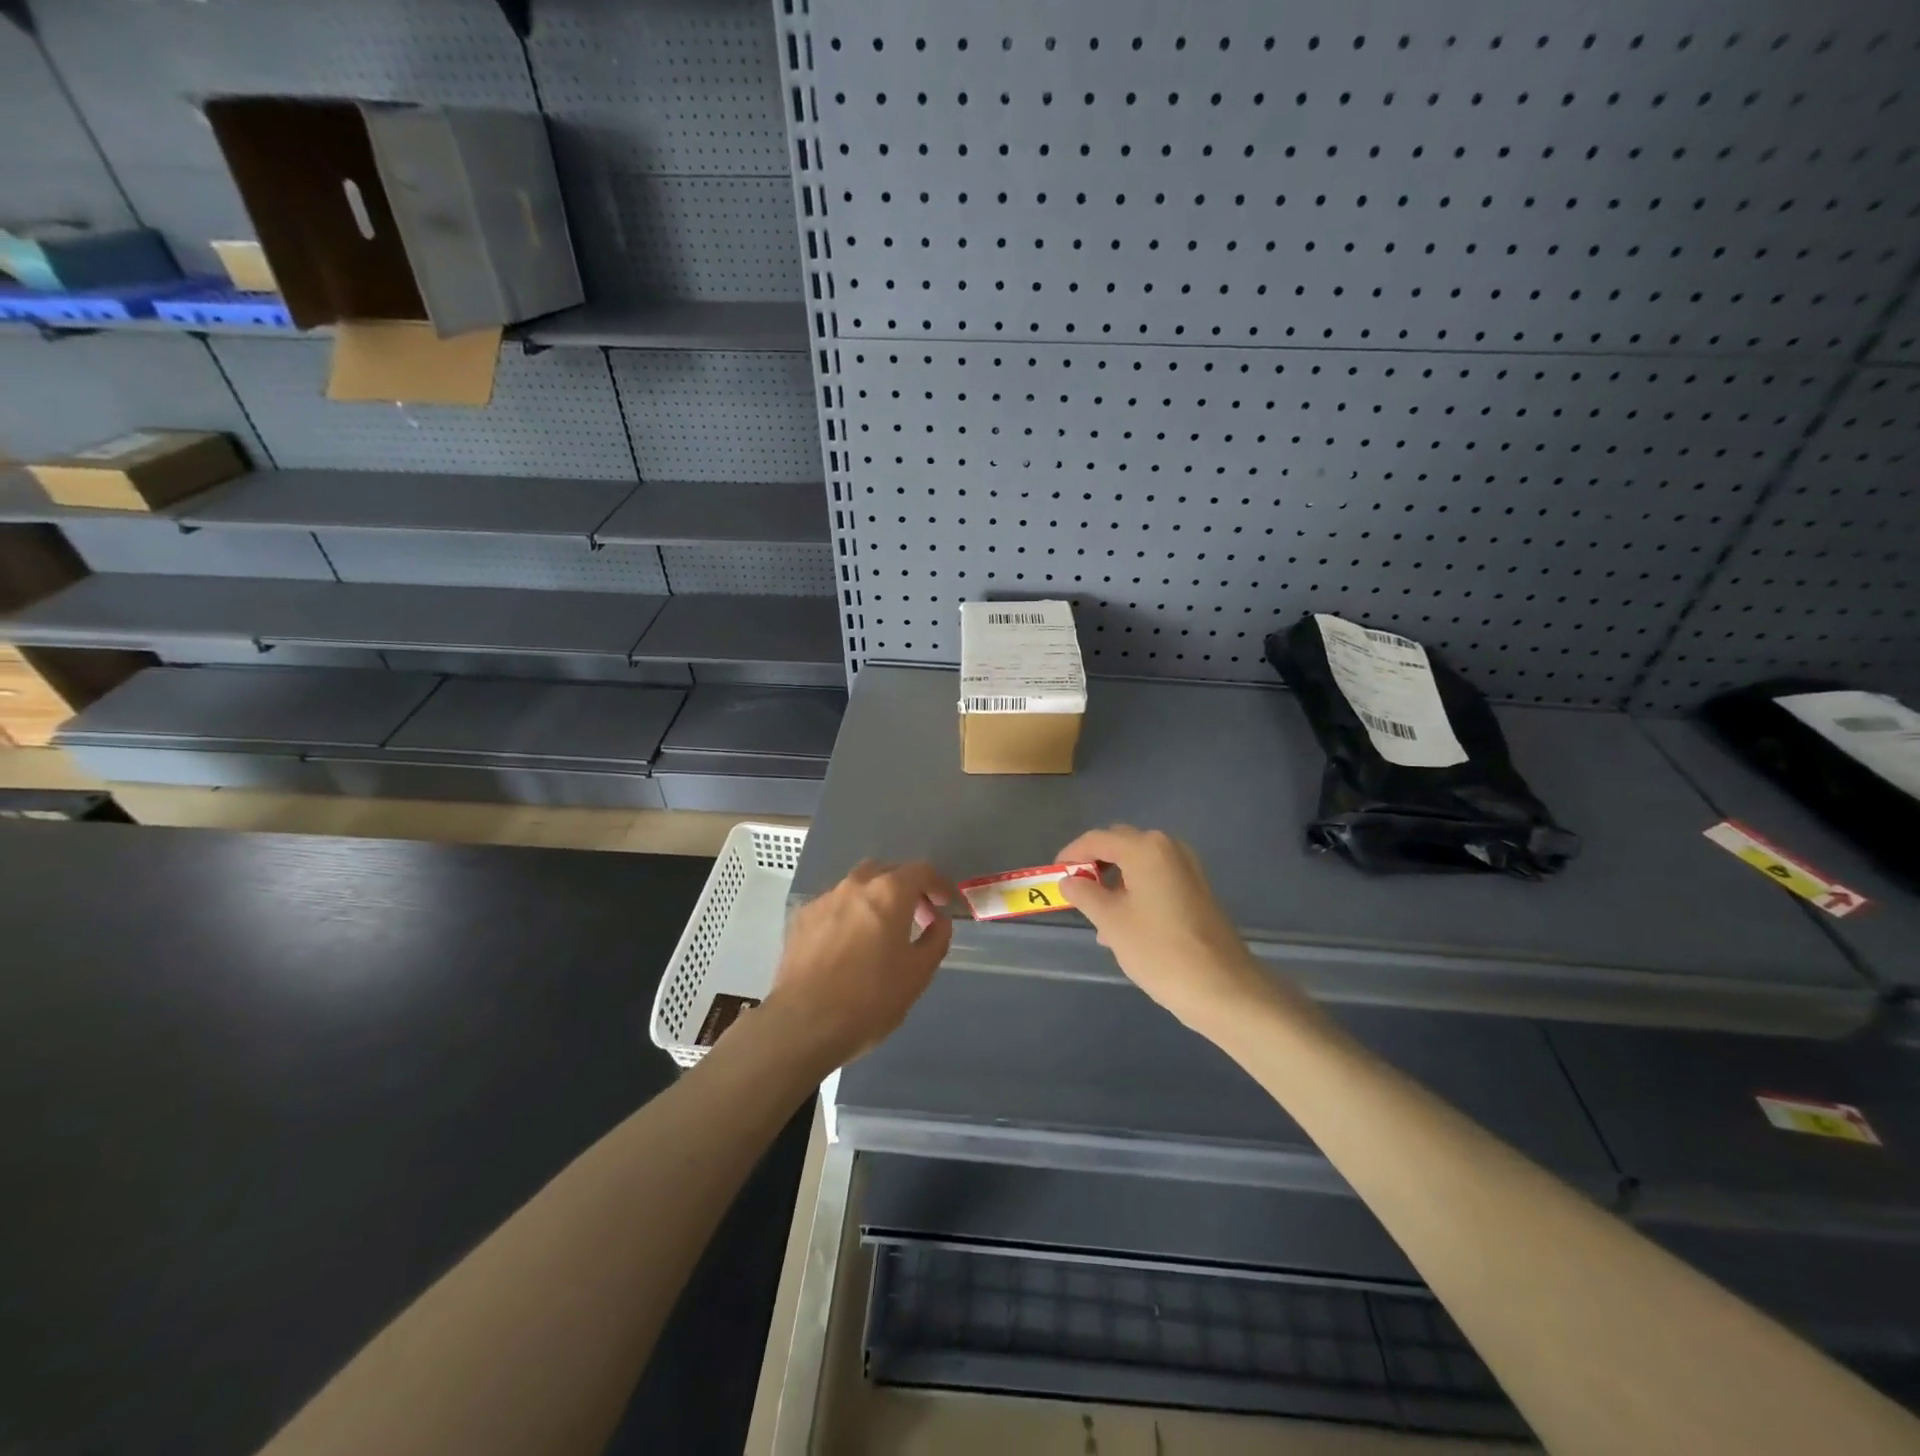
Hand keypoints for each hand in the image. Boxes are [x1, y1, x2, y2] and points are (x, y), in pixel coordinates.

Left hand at [761, 860, 954, 1070]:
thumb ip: (935, 940)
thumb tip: (939, 922)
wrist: (803, 1024)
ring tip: (881, 930)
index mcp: (889, 892)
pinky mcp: (801, 918)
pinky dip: (849, 914)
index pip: (921, 870)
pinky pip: (833, 905)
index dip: (939, 884)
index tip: (946, 903)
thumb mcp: (918, 974)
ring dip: (875, 899)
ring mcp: (824, 899)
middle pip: (887, 871)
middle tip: (917, 916)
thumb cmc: (871, 999)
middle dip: (906, 887)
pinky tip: (848, 943)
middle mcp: (855, 885)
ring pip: (857, 886)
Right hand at [1057, 826, 1294, 1036]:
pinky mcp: (1196, 889)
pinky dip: (1135, 891)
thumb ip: (1084, 894)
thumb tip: (1069, 880)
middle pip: (1120, 845)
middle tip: (1074, 891)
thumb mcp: (1111, 922)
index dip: (1071, 855)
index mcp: (1145, 849)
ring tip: (1097, 916)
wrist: (1223, 988)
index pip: (1097, 839)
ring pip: (1138, 864)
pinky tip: (1124, 925)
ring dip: (1114, 880)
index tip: (1054, 875)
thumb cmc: (1159, 950)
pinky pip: (1156, 879)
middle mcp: (1168, 848)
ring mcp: (1187, 868)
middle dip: (1094, 864)